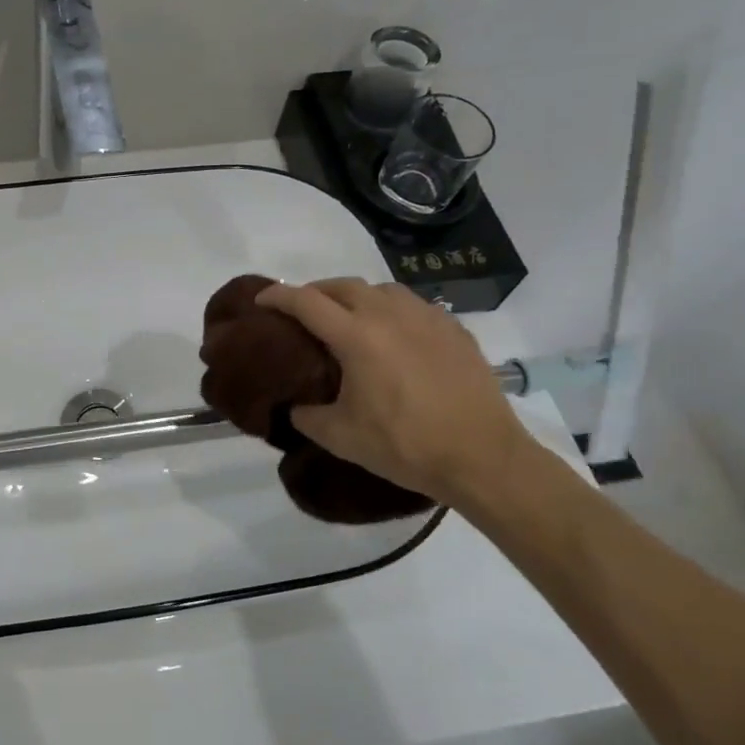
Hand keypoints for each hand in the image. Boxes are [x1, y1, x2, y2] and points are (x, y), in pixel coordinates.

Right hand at [255, 280, 537, 512]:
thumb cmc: (406, 446)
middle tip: (302, 311)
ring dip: (355, 296)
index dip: (277, 296)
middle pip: (342, 286)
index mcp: (356, 337)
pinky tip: (394, 334)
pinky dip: (391, 310)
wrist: (483, 458)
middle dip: (315, 292)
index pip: (306, 302)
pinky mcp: (453, 329)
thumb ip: (306, 416)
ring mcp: (426, 318)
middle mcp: (389, 315)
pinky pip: (413, 305)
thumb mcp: (341, 438)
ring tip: (348, 318)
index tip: (261, 300)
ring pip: (381, 289)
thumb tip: (295, 406)